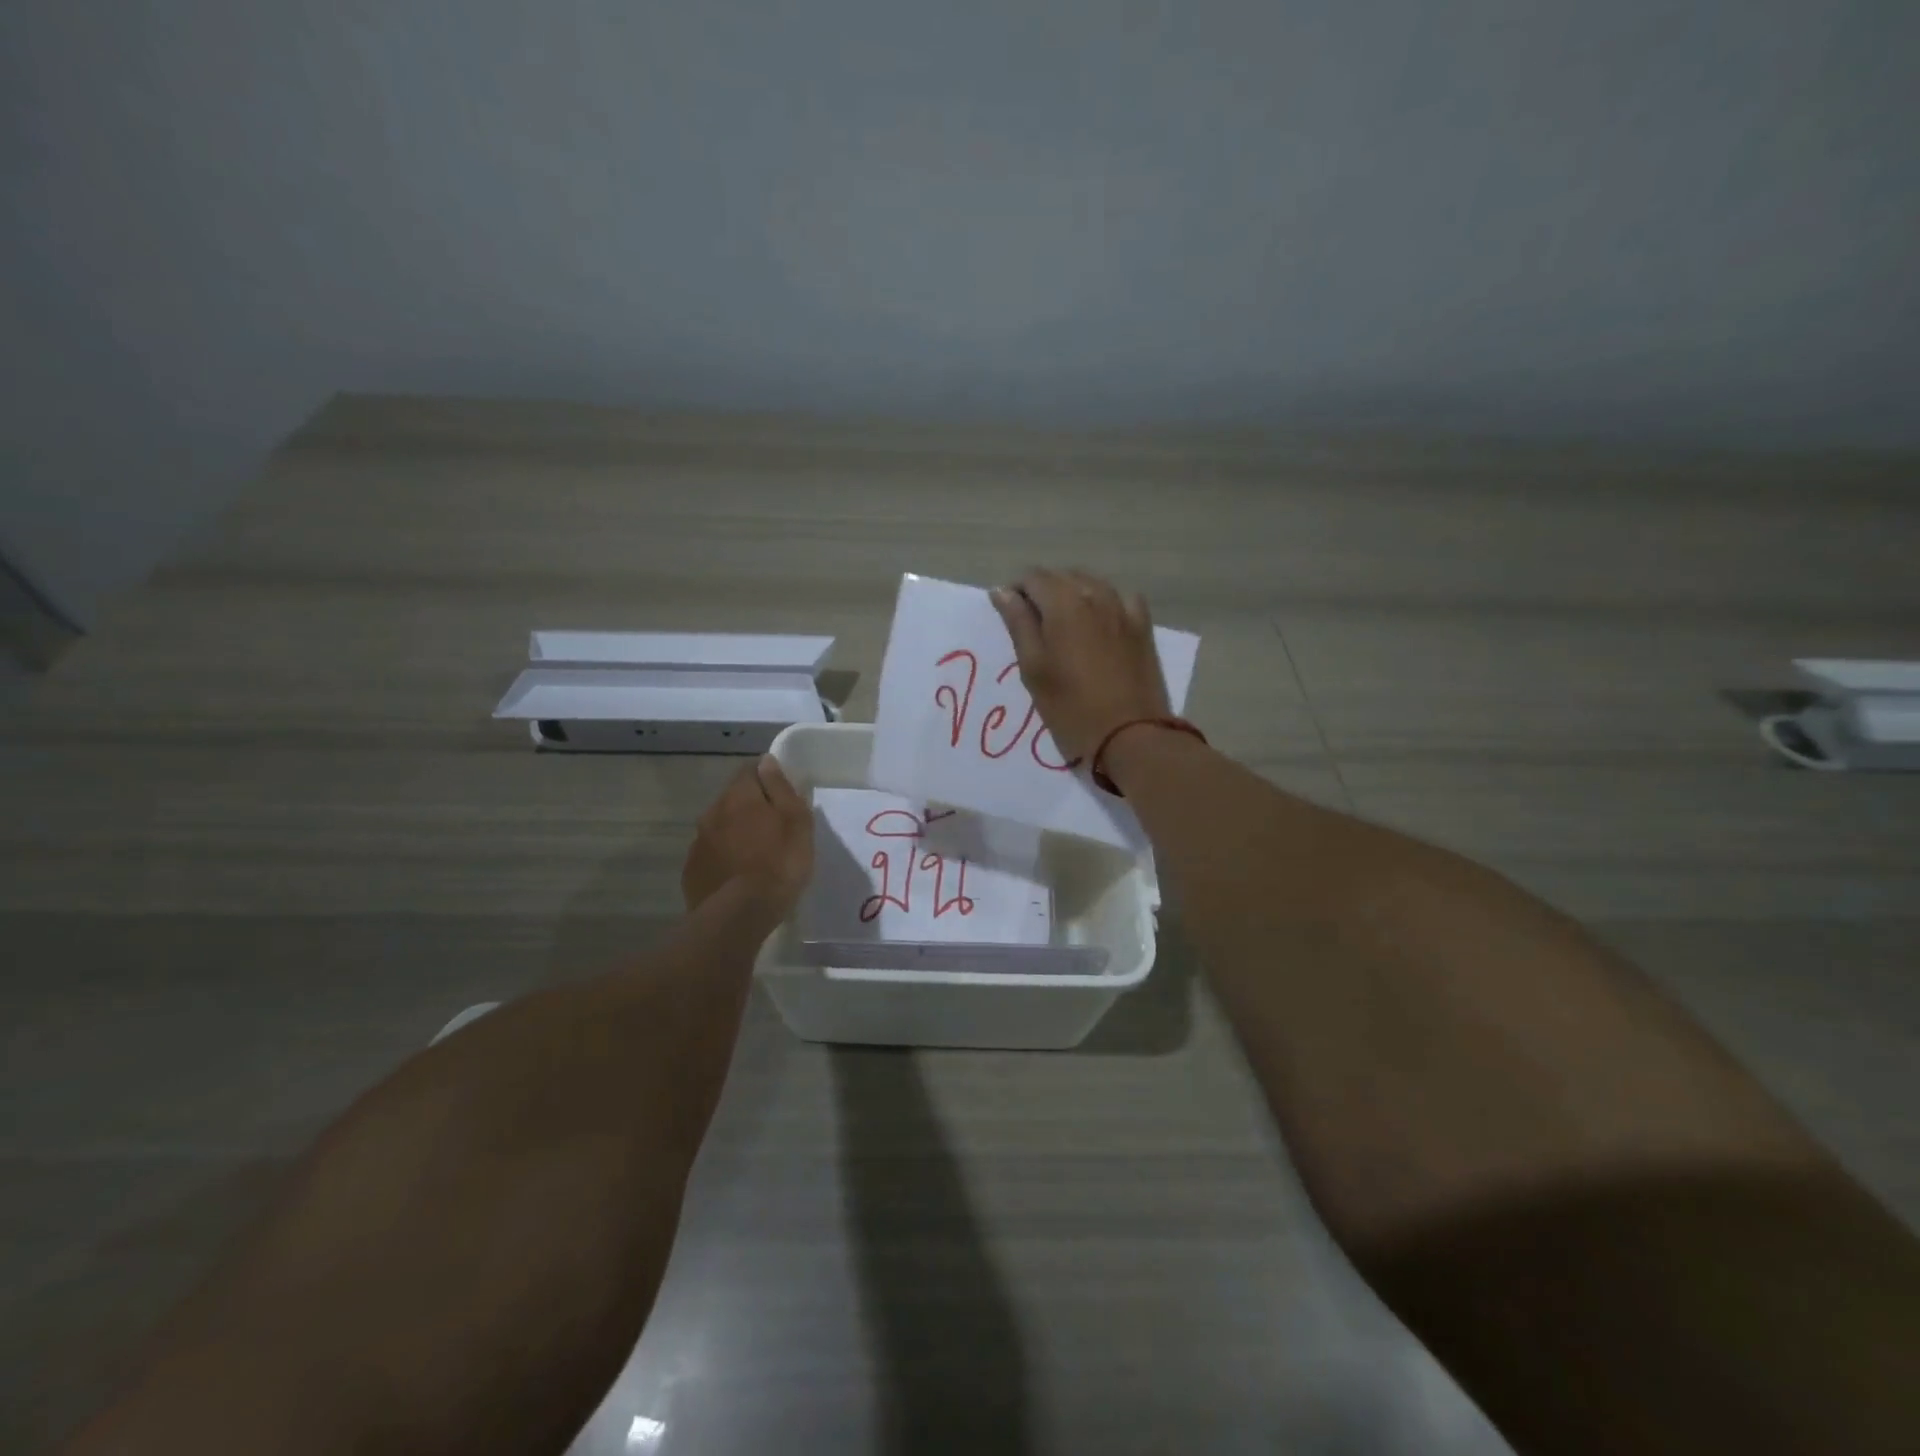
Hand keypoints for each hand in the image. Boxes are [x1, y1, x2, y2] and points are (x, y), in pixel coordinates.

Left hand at [682, 756, 813, 919]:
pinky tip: (738, 875)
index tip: (781, 794)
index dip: (766, 778)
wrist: (739, 915)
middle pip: (732, 799)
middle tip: (773, 827)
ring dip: (735, 833)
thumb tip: (766, 761)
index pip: (749, 770)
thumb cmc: (779, 863)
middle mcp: (712, 812)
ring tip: (756, 854)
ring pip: (719, 827)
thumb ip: (780, 788)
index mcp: (739, 796)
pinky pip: (711, 854)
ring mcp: (698, 843)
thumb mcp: (795, 821)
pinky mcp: (692, 870)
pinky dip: (724, 857)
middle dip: (750, 806)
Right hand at [990, 567, 1172, 763]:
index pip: (1032, 577)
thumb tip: (1003, 592)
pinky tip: (1100, 622)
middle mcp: (1095, 594)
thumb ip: (1018, 624)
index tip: (1009, 615)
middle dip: (1043, 591)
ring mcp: (1124, 608)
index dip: (1016, 591)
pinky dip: (1104, 602)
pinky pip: (1121, 598)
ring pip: (1091, 584)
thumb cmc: (1070, 708)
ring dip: (1072, 594)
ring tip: (1062, 625)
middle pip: (1062, 576)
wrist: (1130, 736)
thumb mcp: (1033, 669)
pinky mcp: (1143, 627)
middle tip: (1032, 626)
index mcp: (1063, 603)